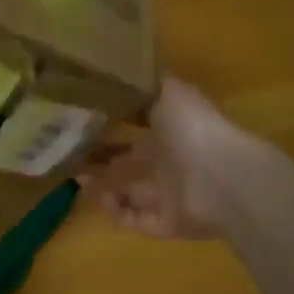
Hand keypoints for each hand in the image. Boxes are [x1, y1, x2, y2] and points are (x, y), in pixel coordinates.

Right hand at [80, 76, 252, 238]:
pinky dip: (117, 212)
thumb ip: (146, 84)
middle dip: (102, 158)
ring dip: (103, 186)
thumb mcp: (169, 91)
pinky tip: (99, 199)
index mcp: (173, 128)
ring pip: (130, 191)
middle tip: (70, 153)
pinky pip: (136, 220)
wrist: (223, 179)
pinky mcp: (167, 224)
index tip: (82, 120)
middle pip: (131, 161)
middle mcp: (172, 161)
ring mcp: (171, 195)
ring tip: (75, 177)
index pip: (139, 126)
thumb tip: (124, 70)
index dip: (113, 124)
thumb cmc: (193, 130)